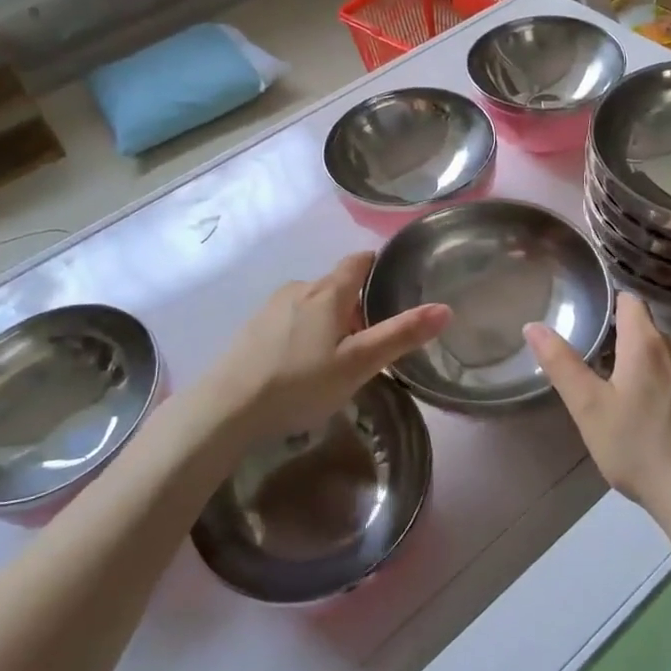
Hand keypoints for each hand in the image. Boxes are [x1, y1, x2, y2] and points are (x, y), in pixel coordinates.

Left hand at [194, 252, 449, 448]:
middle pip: (336, 284)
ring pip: (312, 302)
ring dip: (329, 319)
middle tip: (372, 336)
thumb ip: (400, 336)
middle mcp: (299, 288)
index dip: (378, 266)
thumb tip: (445, 308)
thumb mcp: (358, 364)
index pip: (359, 261)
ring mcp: (271, 307)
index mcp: (328, 292)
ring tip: (338, 355)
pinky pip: (290, 318)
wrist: (226, 408)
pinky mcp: (252, 327)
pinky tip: (302, 364)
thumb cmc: (300, 383)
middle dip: (356, 303)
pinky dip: (304, 331)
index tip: (394, 282)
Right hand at [524, 294, 670, 530]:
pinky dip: (661, 384)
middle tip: (593, 361)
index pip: (630, 301)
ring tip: (617, 390)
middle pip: (645, 328)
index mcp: (646, 344)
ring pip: (663, 355)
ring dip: (641, 362)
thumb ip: (561, 364)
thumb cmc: (636, 447)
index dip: (609, 303)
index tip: (589, 317)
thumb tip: (534, 326)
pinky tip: (648, 416)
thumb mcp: (588, 407)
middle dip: (620, 337)